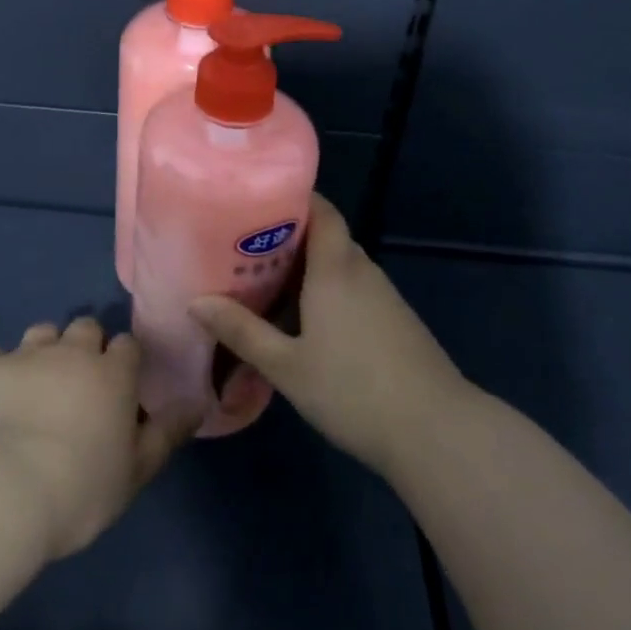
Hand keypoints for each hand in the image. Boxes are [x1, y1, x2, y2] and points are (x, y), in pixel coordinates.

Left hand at [0, 316, 194, 560]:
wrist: (2, 490)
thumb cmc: (80, 488)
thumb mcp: (135, 471)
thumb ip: (167, 433)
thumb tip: (198, 403)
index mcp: (113, 373)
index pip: (127, 345)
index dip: (124, 361)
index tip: (119, 385)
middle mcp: (72, 351)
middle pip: (85, 327)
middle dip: (85, 346)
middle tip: (78, 382)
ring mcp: (26, 355)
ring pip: (42, 332)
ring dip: (44, 350)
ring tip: (37, 383)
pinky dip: (0, 370)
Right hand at [190, 194, 467, 482]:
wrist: (435, 431)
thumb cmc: (353, 390)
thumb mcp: (287, 365)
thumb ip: (242, 331)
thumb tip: (195, 302)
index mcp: (336, 267)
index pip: (320, 209)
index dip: (291, 198)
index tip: (254, 203)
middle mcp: (362, 270)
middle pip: (326, 236)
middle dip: (287, 238)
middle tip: (243, 249)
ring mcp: (383, 295)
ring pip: (339, 266)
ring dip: (307, 269)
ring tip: (264, 283)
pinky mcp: (394, 320)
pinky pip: (353, 289)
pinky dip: (326, 292)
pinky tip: (304, 321)